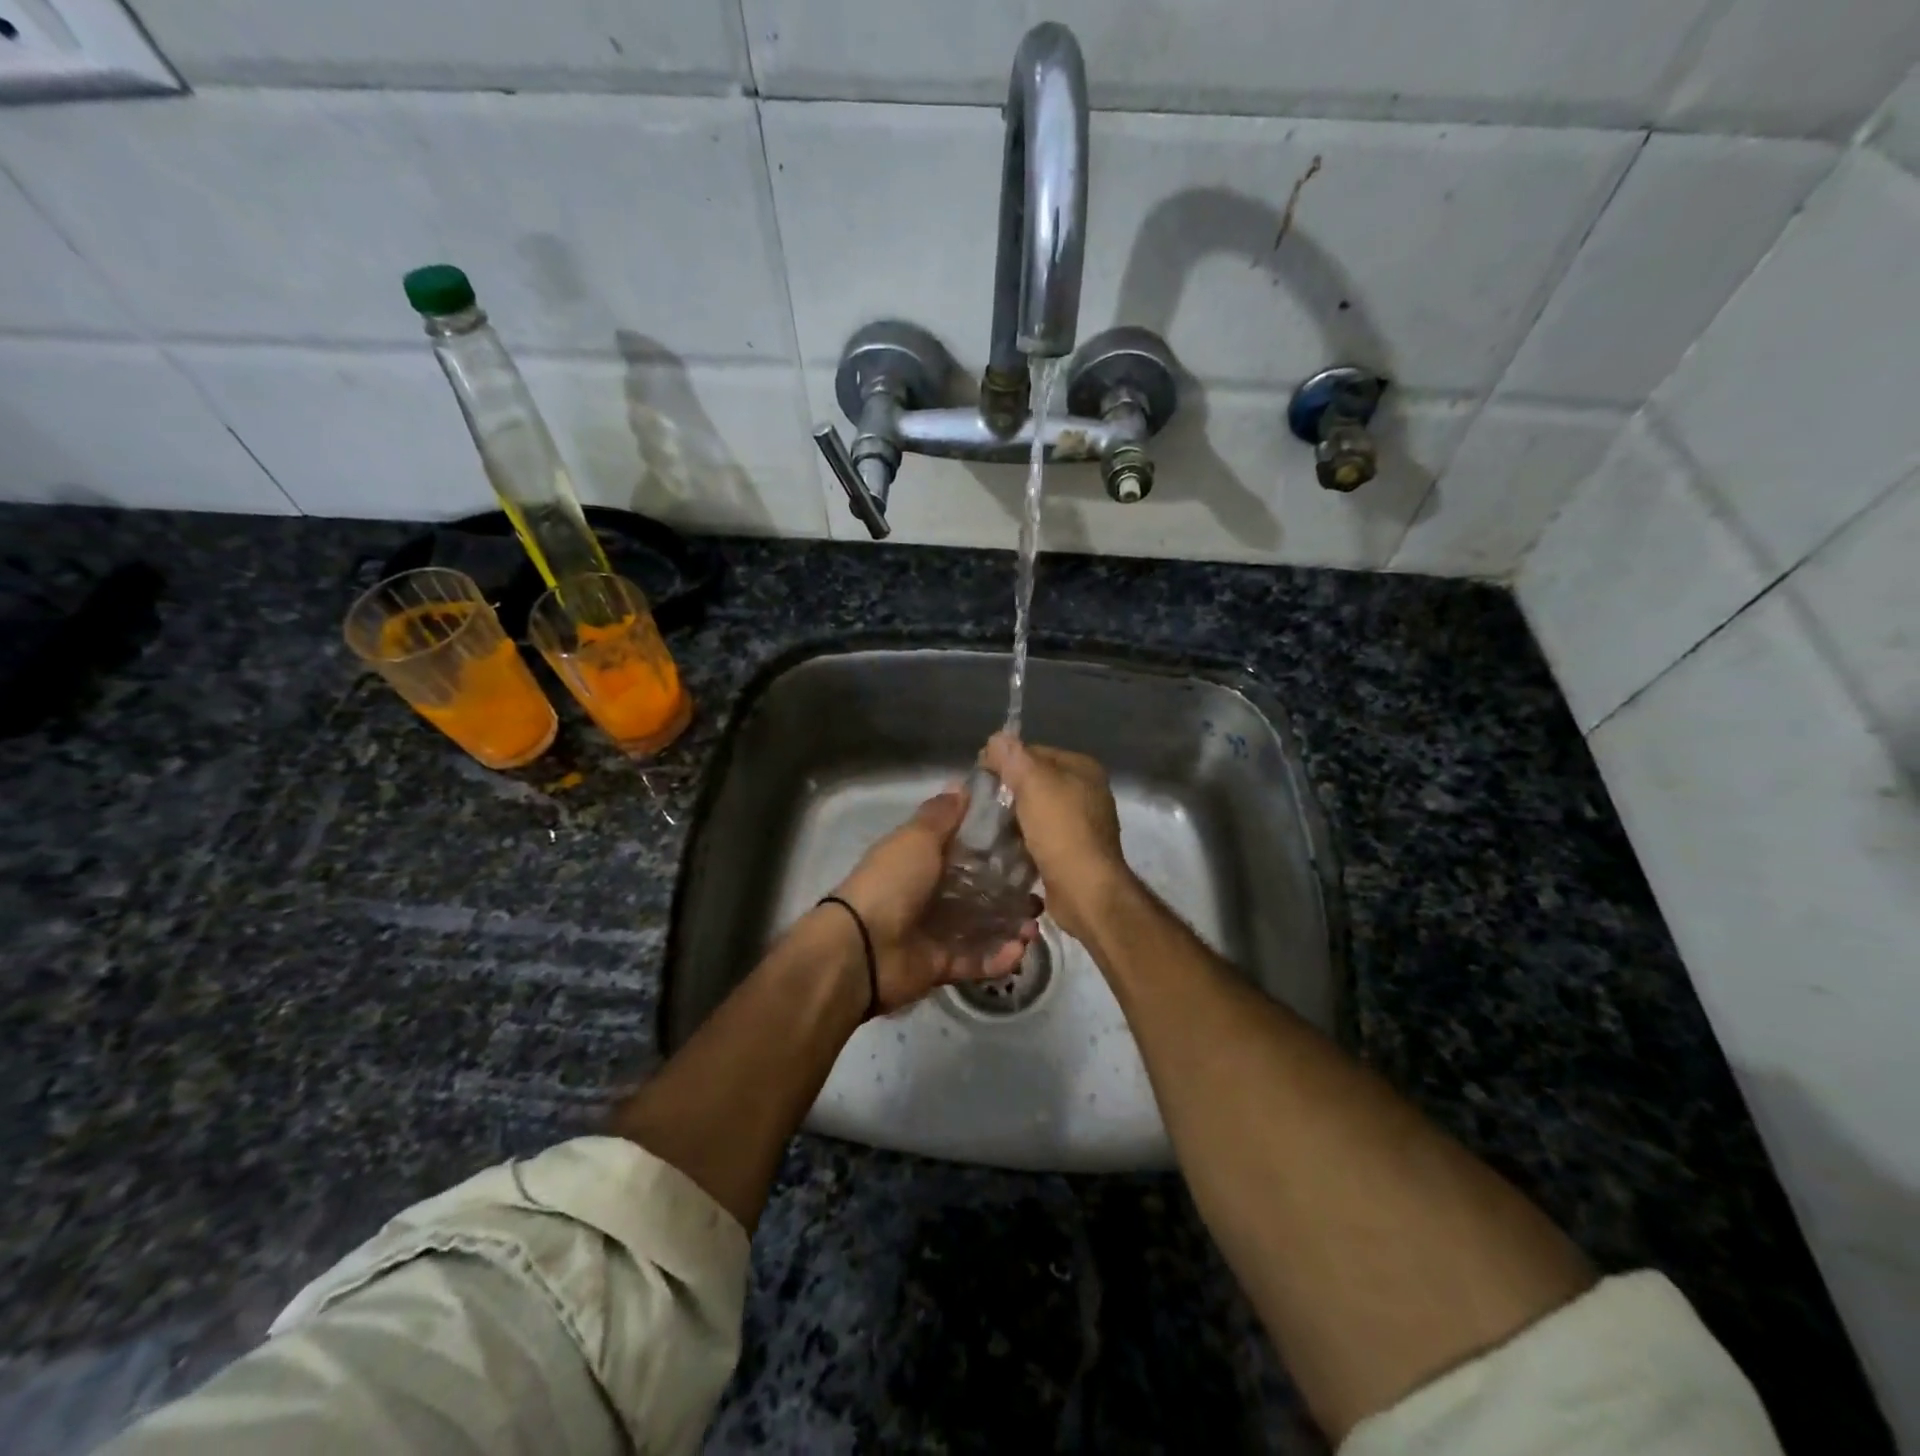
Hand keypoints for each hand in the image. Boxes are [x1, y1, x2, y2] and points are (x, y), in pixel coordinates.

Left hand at [830, 787, 1038, 1013]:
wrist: (862, 948)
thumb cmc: (892, 882)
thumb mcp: (917, 838)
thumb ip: (941, 815)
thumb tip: (962, 785)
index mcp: (922, 860)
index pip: (965, 849)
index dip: (994, 845)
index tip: (1028, 841)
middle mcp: (930, 893)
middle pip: (979, 890)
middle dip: (1011, 890)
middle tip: (1038, 890)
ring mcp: (936, 931)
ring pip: (983, 927)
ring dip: (1011, 925)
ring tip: (1033, 924)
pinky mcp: (942, 964)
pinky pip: (977, 961)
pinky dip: (999, 958)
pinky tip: (1020, 949)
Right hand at [982, 733, 1133, 945]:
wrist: (1085, 890)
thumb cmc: (1061, 830)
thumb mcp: (1033, 784)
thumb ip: (1013, 757)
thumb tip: (996, 738)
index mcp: (1082, 768)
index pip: (1034, 752)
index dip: (1005, 761)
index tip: (979, 778)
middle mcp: (1087, 791)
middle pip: (1035, 783)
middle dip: (1007, 793)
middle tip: (979, 806)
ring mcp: (1082, 824)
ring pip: (1036, 812)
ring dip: (1013, 820)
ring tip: (986, 829)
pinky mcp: (1073, 852)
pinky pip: (1040, 838)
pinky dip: (1023, 841)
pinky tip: (1003, 849)